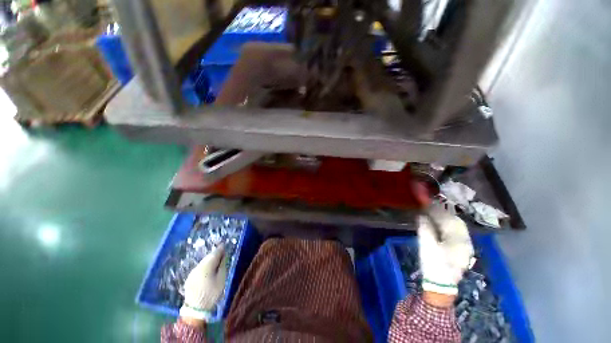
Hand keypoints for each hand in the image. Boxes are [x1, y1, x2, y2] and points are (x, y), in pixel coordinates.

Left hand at [179, 245, 228, 321]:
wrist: (195, 310)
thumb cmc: (211, 294)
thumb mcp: (221, 279)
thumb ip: (222, 266)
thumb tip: (223, 257)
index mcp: (206, 266)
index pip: (215, 253)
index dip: (220, 249)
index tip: (224, 245)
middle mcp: (198, 266)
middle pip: (208, 257)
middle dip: (215, 254)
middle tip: (222, 252)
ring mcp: (192, 272)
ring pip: (203, 262)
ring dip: (210, 260)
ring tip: (217, 260)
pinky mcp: (190, 278)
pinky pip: (200, 267)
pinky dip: (205, 265)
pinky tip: (209, 269)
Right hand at [418, 205, 473, 297]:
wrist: (440, 285)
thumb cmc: (433, 264)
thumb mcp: (426, 245)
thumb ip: (425, 228)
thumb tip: (421, 215)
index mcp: (459, 240)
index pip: (449, 219)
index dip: (437, 210)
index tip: (426, 204)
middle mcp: (466, 242)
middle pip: (456, 222)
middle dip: (443, 213)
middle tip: (429, 208)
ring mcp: (465, 247)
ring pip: (457, 228)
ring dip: (446, 219)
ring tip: (433, 215)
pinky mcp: (461, 251)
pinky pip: (456, 234)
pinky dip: (448, 227)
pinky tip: (440, 226)